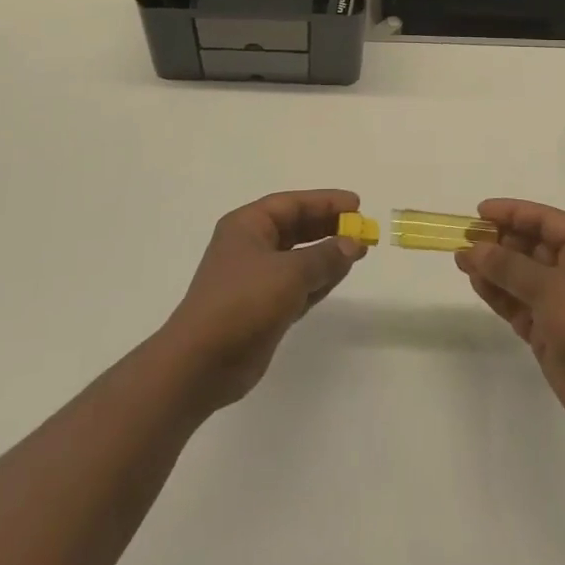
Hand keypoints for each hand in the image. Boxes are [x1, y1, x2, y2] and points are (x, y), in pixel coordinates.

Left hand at [162, 189, 366, 410]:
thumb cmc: (242, 303)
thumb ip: (324, 256)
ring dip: (327, 254)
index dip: (325, 202)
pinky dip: (319, 280)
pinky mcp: (264, 308)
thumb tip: (352, 243)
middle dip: (328, 227)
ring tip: (359, 250)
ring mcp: (256, 279)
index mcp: (247, 226)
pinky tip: (340, 275)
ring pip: (299, 258)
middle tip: (362, 228)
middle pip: (296, 228)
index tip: (357, 204)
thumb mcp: (289, 273)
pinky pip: (298, 285)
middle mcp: (251, 247)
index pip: (291, 204)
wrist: (202, 362)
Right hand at [456, 198, 564, 439]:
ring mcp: (560, 303)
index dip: (513, 213)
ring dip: (492, 267)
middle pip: (531, 246)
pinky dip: (497, 293)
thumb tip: (475, 248)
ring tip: (460, 259)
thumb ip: (509, 266)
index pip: (545, 220)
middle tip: (465, 237)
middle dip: (499, 241)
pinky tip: (475, 283)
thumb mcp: (550, 287)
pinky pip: (517, 303)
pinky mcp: (547, 330)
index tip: (480, 211)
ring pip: (520, 276)